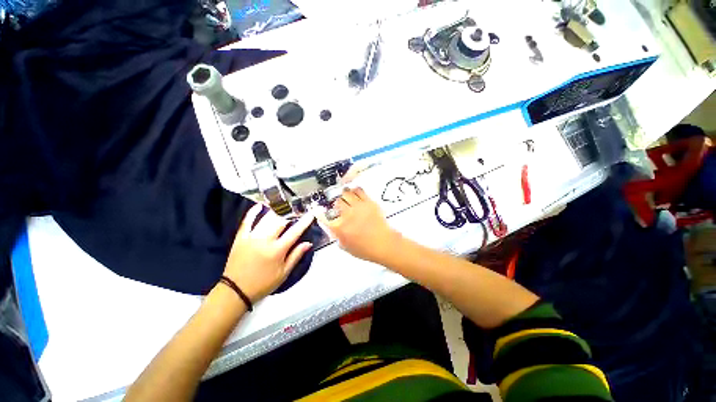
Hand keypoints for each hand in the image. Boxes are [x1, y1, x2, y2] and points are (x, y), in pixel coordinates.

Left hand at [223, 204, 313, 301]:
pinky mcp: (241, 238)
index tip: (311, 214)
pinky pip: (247, 221)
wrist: (236, 291)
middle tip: (297, 211)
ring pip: (266, 219)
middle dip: (291, 214)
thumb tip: (308, 243)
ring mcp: (251, 237)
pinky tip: (260, 206)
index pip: (295, 232)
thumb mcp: (284, 273)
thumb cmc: (263, 283)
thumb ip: (296, 255)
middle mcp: (265, 240)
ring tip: (284, 207)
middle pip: (281, 221)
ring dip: (276, 212)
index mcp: (277, 250)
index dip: (304, 222)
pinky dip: (253, 212)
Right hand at [318, 188, 400, 264]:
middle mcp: (346, 215)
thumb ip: (335, 236)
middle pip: (336, 202)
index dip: (319, 211)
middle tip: (340, 206)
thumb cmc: (365, 249)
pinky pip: (359, 190)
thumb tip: (330, 227)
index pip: (323, 216)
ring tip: (347, 198)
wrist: (384, 244)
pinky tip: (355, 193)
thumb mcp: (345, 247)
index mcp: (339, 228)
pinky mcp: (368, 202)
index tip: (317, 209)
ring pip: (346, 193)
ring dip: (344, 195)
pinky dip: (355, 190)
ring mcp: (358, 207)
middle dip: (336, 204)